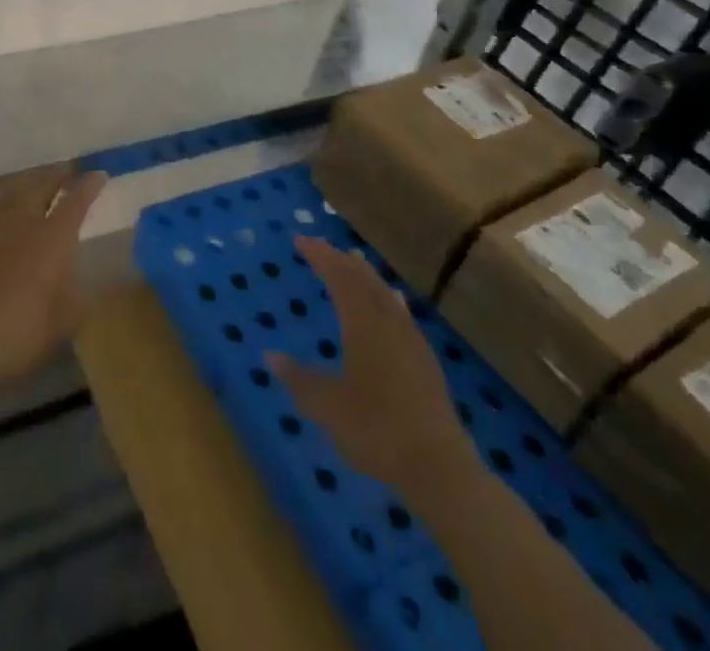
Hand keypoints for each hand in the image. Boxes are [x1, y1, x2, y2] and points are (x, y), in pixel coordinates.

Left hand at [0, 162, 106, 394]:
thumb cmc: (20, 333)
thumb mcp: (65, 322)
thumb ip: (79, 293)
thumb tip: (85, 276)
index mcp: (53, 237)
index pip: (75, 201)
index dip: (89, 186)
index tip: (99, 175)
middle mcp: (24, 220)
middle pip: (42, 184)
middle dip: (58, 174)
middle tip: (69, 170)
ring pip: (16, 187)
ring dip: (32, 179)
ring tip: (40, 179)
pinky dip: (6, 194)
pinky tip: (5, 201)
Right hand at [267, 237, 477, 491]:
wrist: (440, 469)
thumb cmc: (377, 430)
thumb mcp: (327, 406)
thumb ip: (298, 379)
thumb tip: (270, 355)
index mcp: (363, 325)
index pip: (339, 278)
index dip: (320, 256)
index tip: (300, 240)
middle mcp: (388, 324)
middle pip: (364, 280)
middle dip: (341, 260)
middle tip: (322, 246)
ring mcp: (411, 342)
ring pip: (386, 294)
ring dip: (366, 275)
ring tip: (354, 261)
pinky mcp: (425, 362)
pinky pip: (402, 313)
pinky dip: (388, 298)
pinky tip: (394, 302)